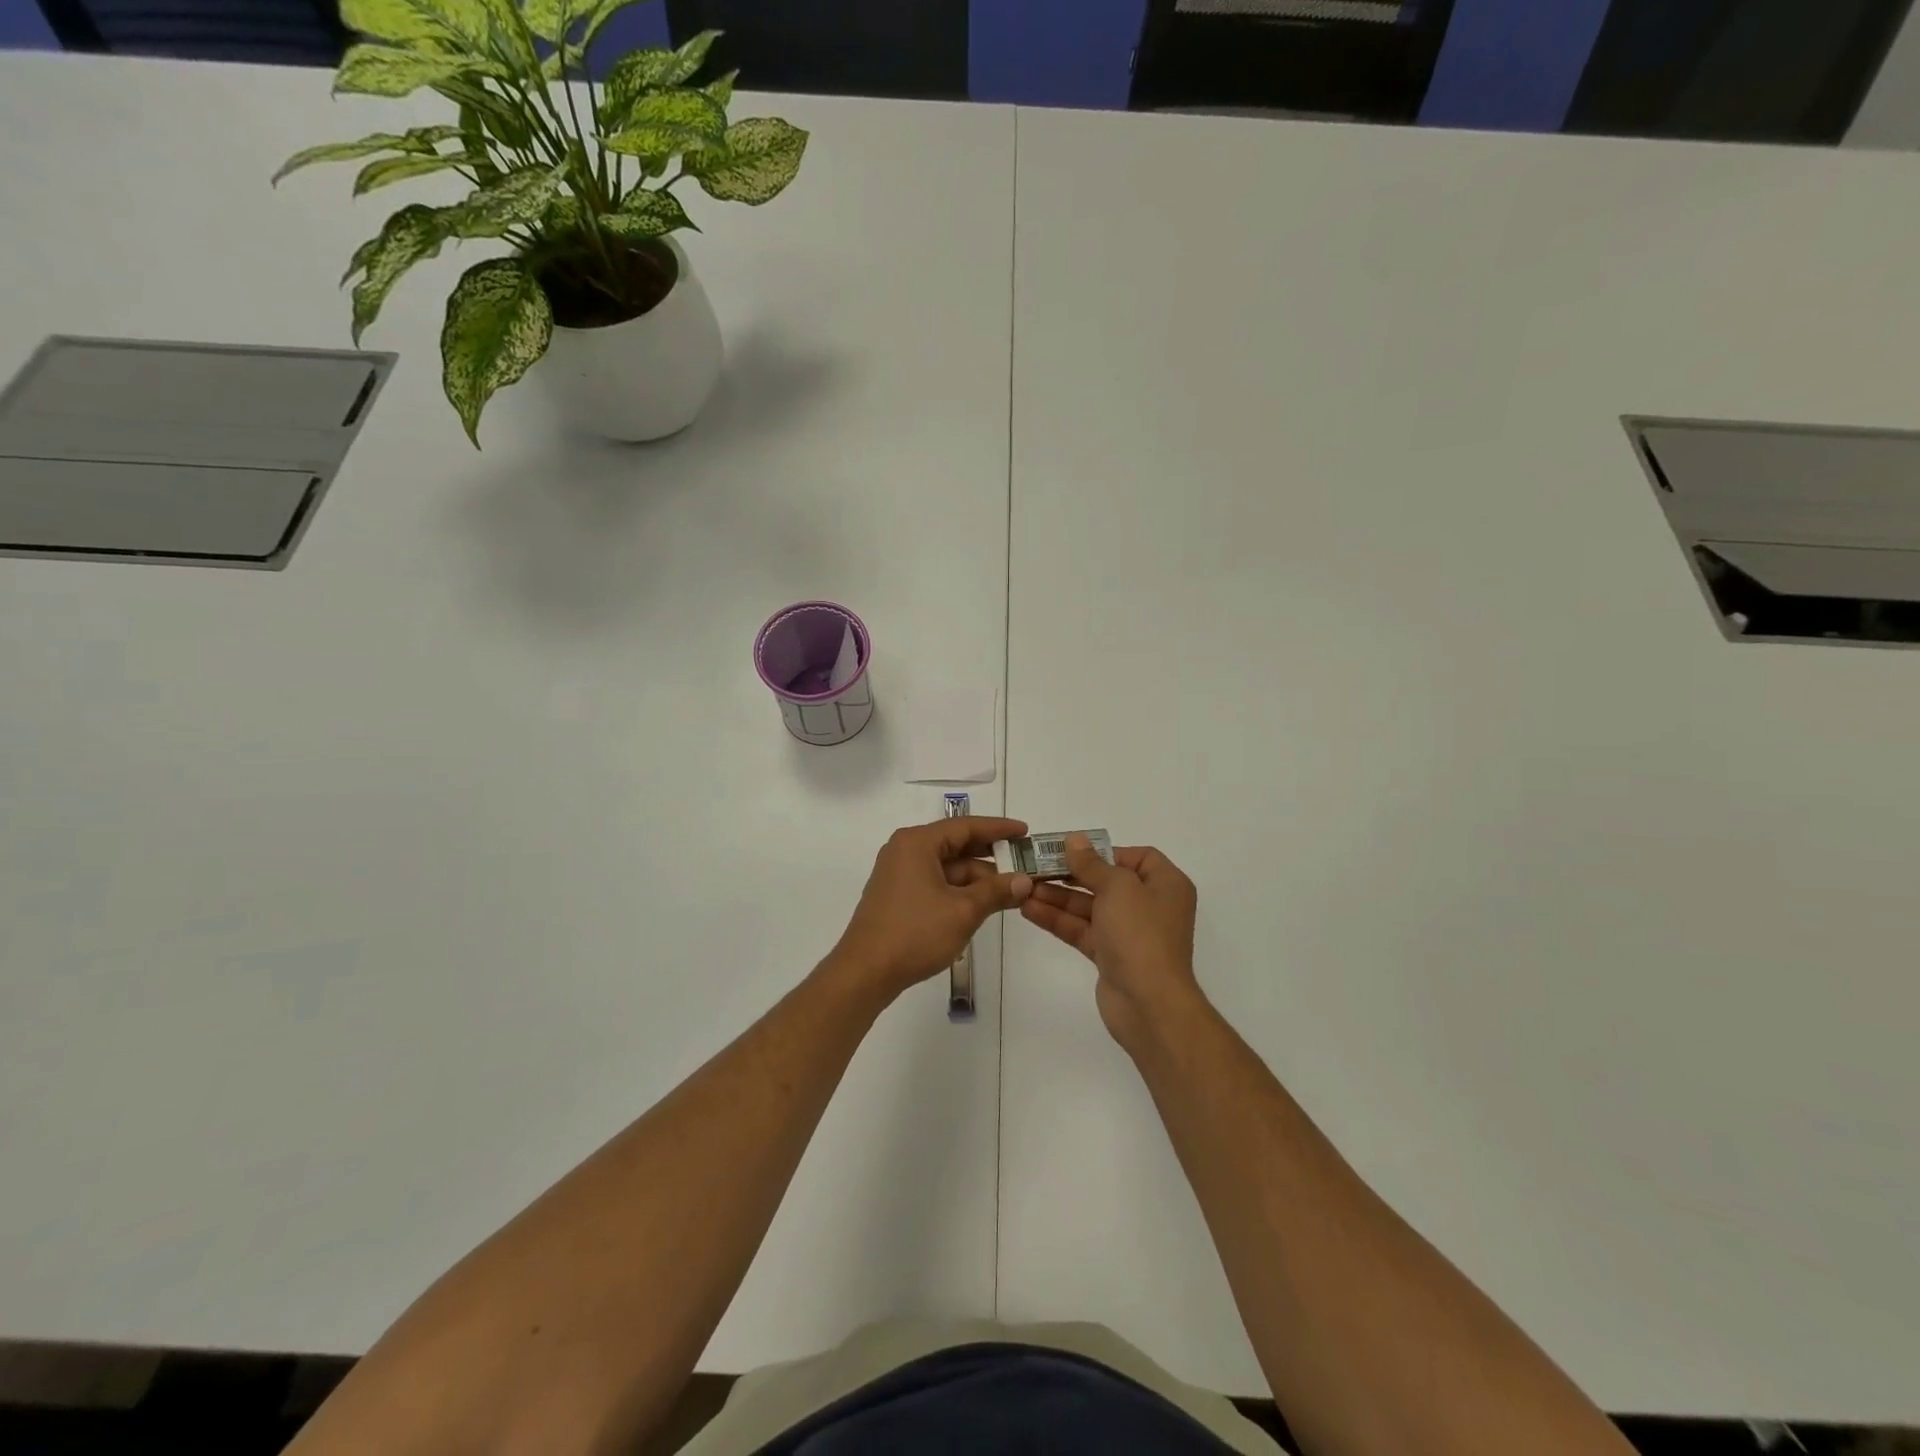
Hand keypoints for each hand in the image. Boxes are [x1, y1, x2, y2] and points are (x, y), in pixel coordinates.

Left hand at [827, 817, 1033, 1004]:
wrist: (865, 972)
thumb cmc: (915, 933)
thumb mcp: (963, 911)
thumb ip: (996, 891)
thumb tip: (1025, 880)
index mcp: (917, 843)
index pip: (965, 826)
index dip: (999, 829)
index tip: (1025, 832)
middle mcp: (905, 850)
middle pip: (956, 845)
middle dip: (990, 857)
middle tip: (1023, 863)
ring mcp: (898, 874)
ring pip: (946, 867)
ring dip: (976, 878)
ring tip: (1010, 891)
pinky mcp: (897, 895)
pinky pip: (935, 882)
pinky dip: (959, 890)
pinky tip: (982, 903)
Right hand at [1020, 834, 1202, 1054]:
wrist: (1149, 1004)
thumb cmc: (1140, 934)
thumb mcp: (1117, 887)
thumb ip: (1091, 863)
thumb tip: (1075, 839)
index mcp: (1165, 884)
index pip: (1136, 857)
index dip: (1104, 852)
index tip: (1073, 852)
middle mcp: (1150, 906)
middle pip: (1106, 881)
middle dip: (1071, 874)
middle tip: (1035, 867)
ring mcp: (1129, 933)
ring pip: (1089, 907)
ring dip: (1058, 897)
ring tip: (1023, 888)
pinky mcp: (1110, 956)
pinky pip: (1082, 930)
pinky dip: (1058, 920)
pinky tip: (1028, 909)